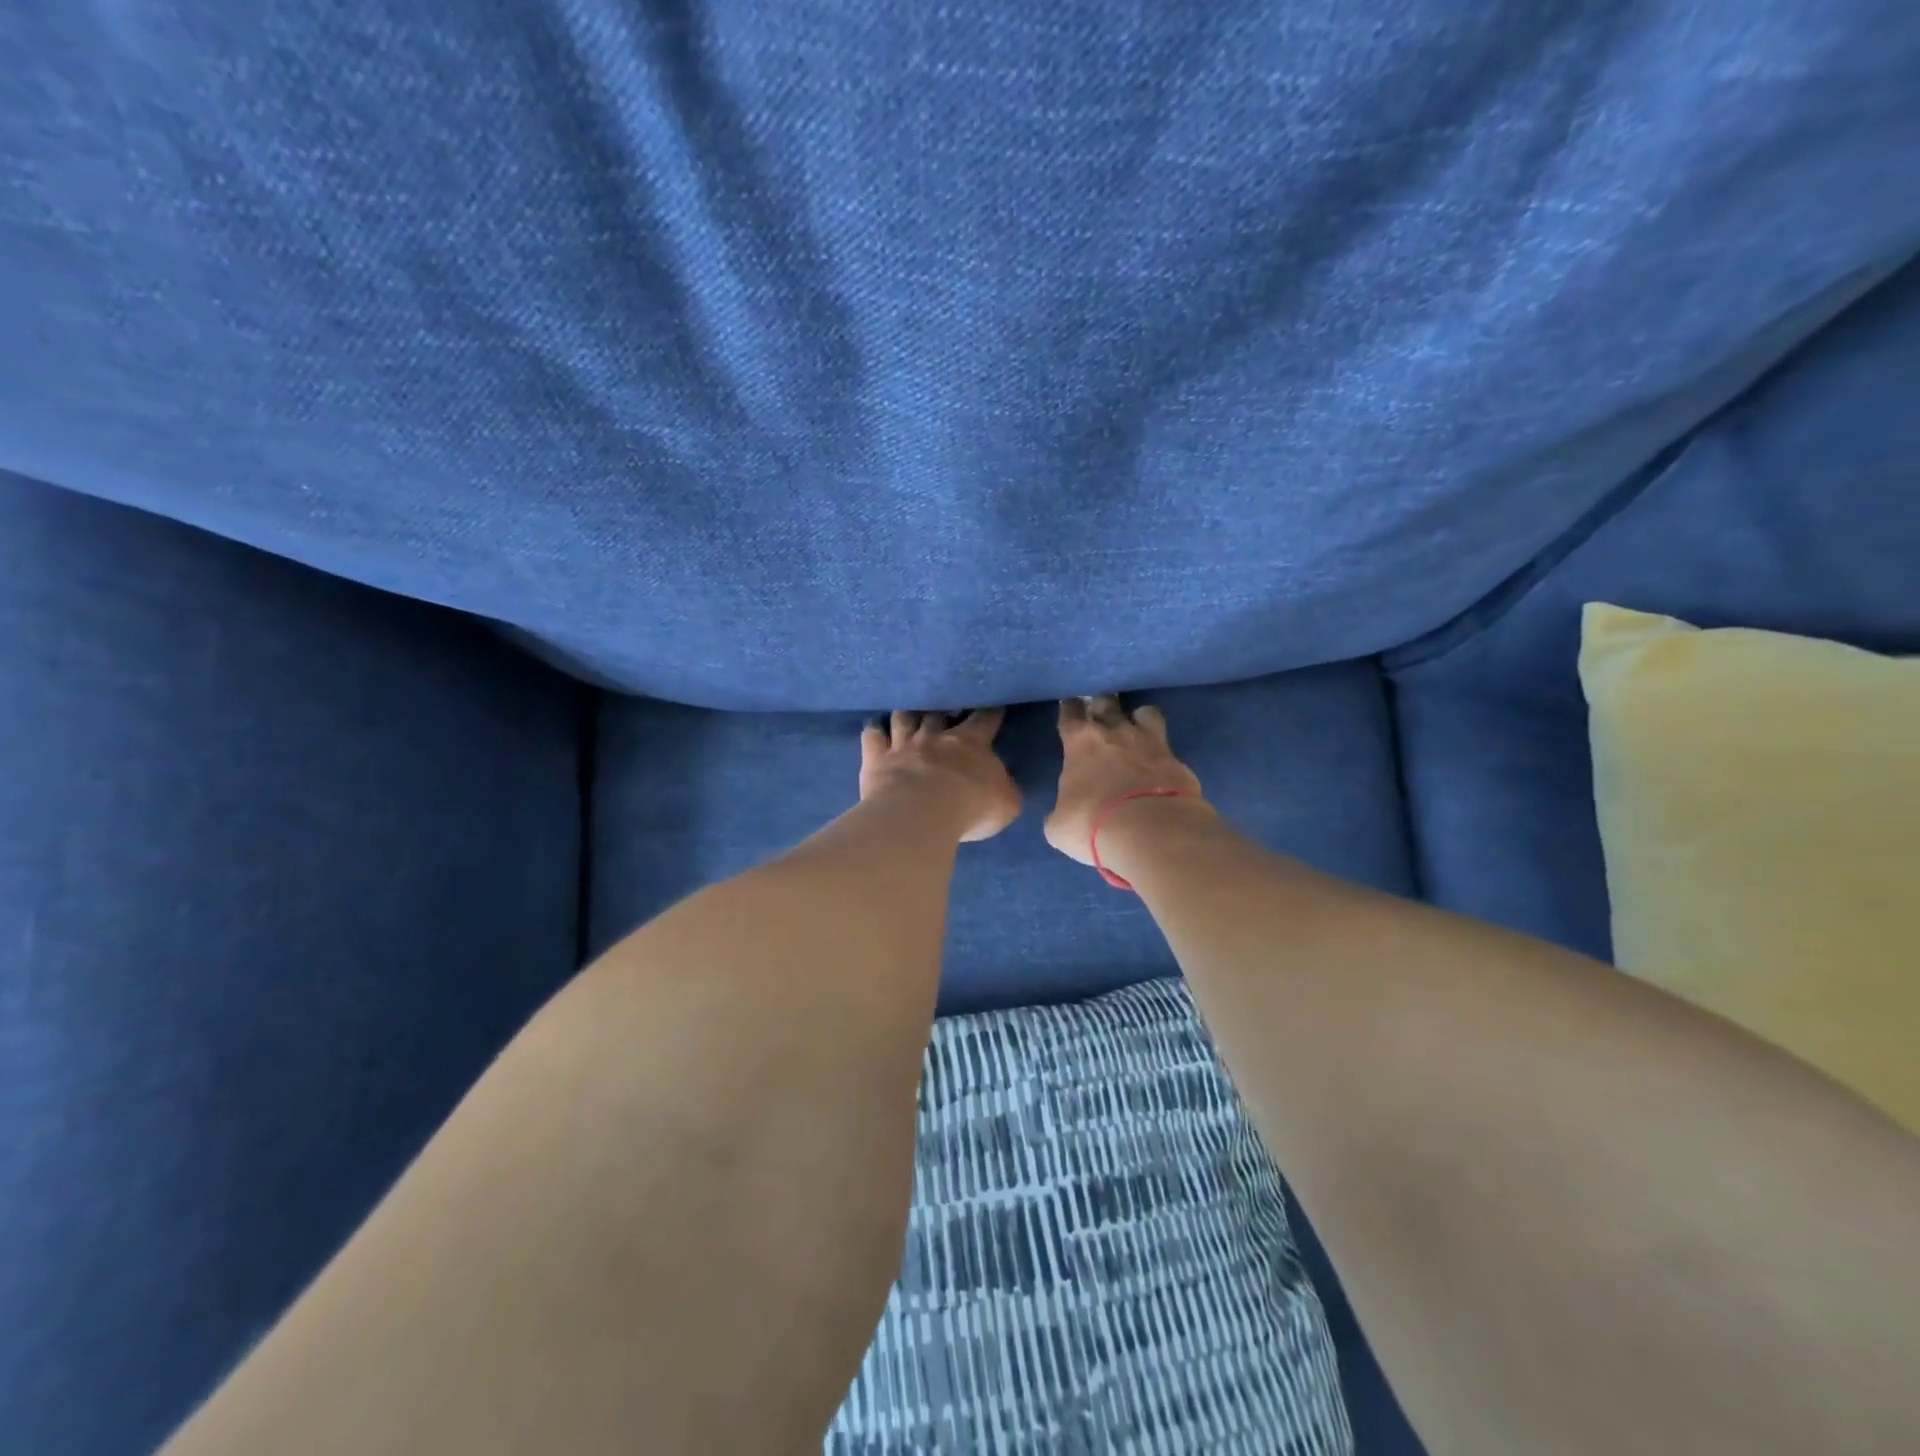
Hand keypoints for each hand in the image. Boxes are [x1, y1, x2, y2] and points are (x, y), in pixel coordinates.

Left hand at [859, 710, 1021, 842]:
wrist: (921, 811)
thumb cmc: (970, 806)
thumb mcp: (1005, 804)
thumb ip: (1005, 791)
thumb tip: (1005, 788)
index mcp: (971, 743)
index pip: (984, 719)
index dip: (990, 712)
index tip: (993, 705)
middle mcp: (935, 736)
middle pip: (938, 713)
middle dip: (942, 710)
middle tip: (944, 709)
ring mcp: (903, 744)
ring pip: (904, 718)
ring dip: (907, 714)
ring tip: (908, 713)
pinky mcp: (876, 758)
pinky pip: (872, 736)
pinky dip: (874, 731)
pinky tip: (874, 729)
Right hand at [1044, 695, 1209, 866]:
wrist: (1152, 833)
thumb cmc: (1092, 824)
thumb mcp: (1059, 826)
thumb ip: (1060, 811)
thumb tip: (1064, 814)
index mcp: (1081, 742)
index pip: (1070, 713)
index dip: (1069, 709)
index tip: (1070, 708)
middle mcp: (1116, 732)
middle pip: (1107, 703)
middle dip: (1102, 704)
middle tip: (1099, 712)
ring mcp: (1152, 743)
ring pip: (1146, 713)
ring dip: (1139, 718)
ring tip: (1137, 729)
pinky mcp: (1179, 762)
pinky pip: (1168, 748)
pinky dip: (1162, 755)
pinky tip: (1160, 767)